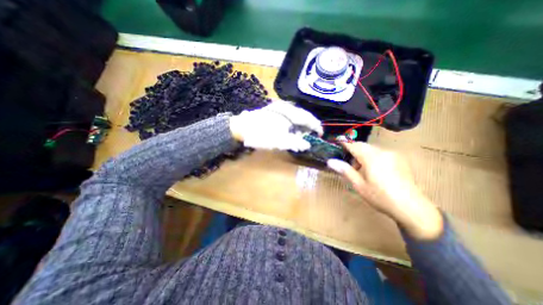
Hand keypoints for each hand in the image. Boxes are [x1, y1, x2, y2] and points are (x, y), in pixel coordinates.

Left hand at [229, 100, 321, 150]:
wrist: (242, 128)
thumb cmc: (261, 134)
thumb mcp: (279, 141)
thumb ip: (295, 142)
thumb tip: (307, 145)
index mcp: (288, 111)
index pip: (307, 118)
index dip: (315, 126)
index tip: (320, 134)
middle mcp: (285, 106)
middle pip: (302, 116)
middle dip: (307, 127)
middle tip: (310, 137)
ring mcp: (279, 108)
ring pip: (295, 117)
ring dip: (300, 127)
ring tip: (301, 135)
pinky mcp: (275, 111)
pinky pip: (288, 117)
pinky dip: (292, 125)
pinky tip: (291, 131)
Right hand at [324, 142, 442, 240]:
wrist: (411, 207)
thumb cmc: (380, 196)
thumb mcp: (359, 185)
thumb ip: (345, 170)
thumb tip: (330, 161)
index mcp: (371, 157)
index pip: (354, 145)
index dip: (344, 142)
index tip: (336, 140)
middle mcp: (382, 152)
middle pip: (363, 146)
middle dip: (354, 151)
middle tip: (350, 165)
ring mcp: (393, 154)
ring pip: (372, 149)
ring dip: (363, 155)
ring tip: (362, 170)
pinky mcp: (400, 159)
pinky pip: (381, 153)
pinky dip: (373, 157)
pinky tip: (375, 171)